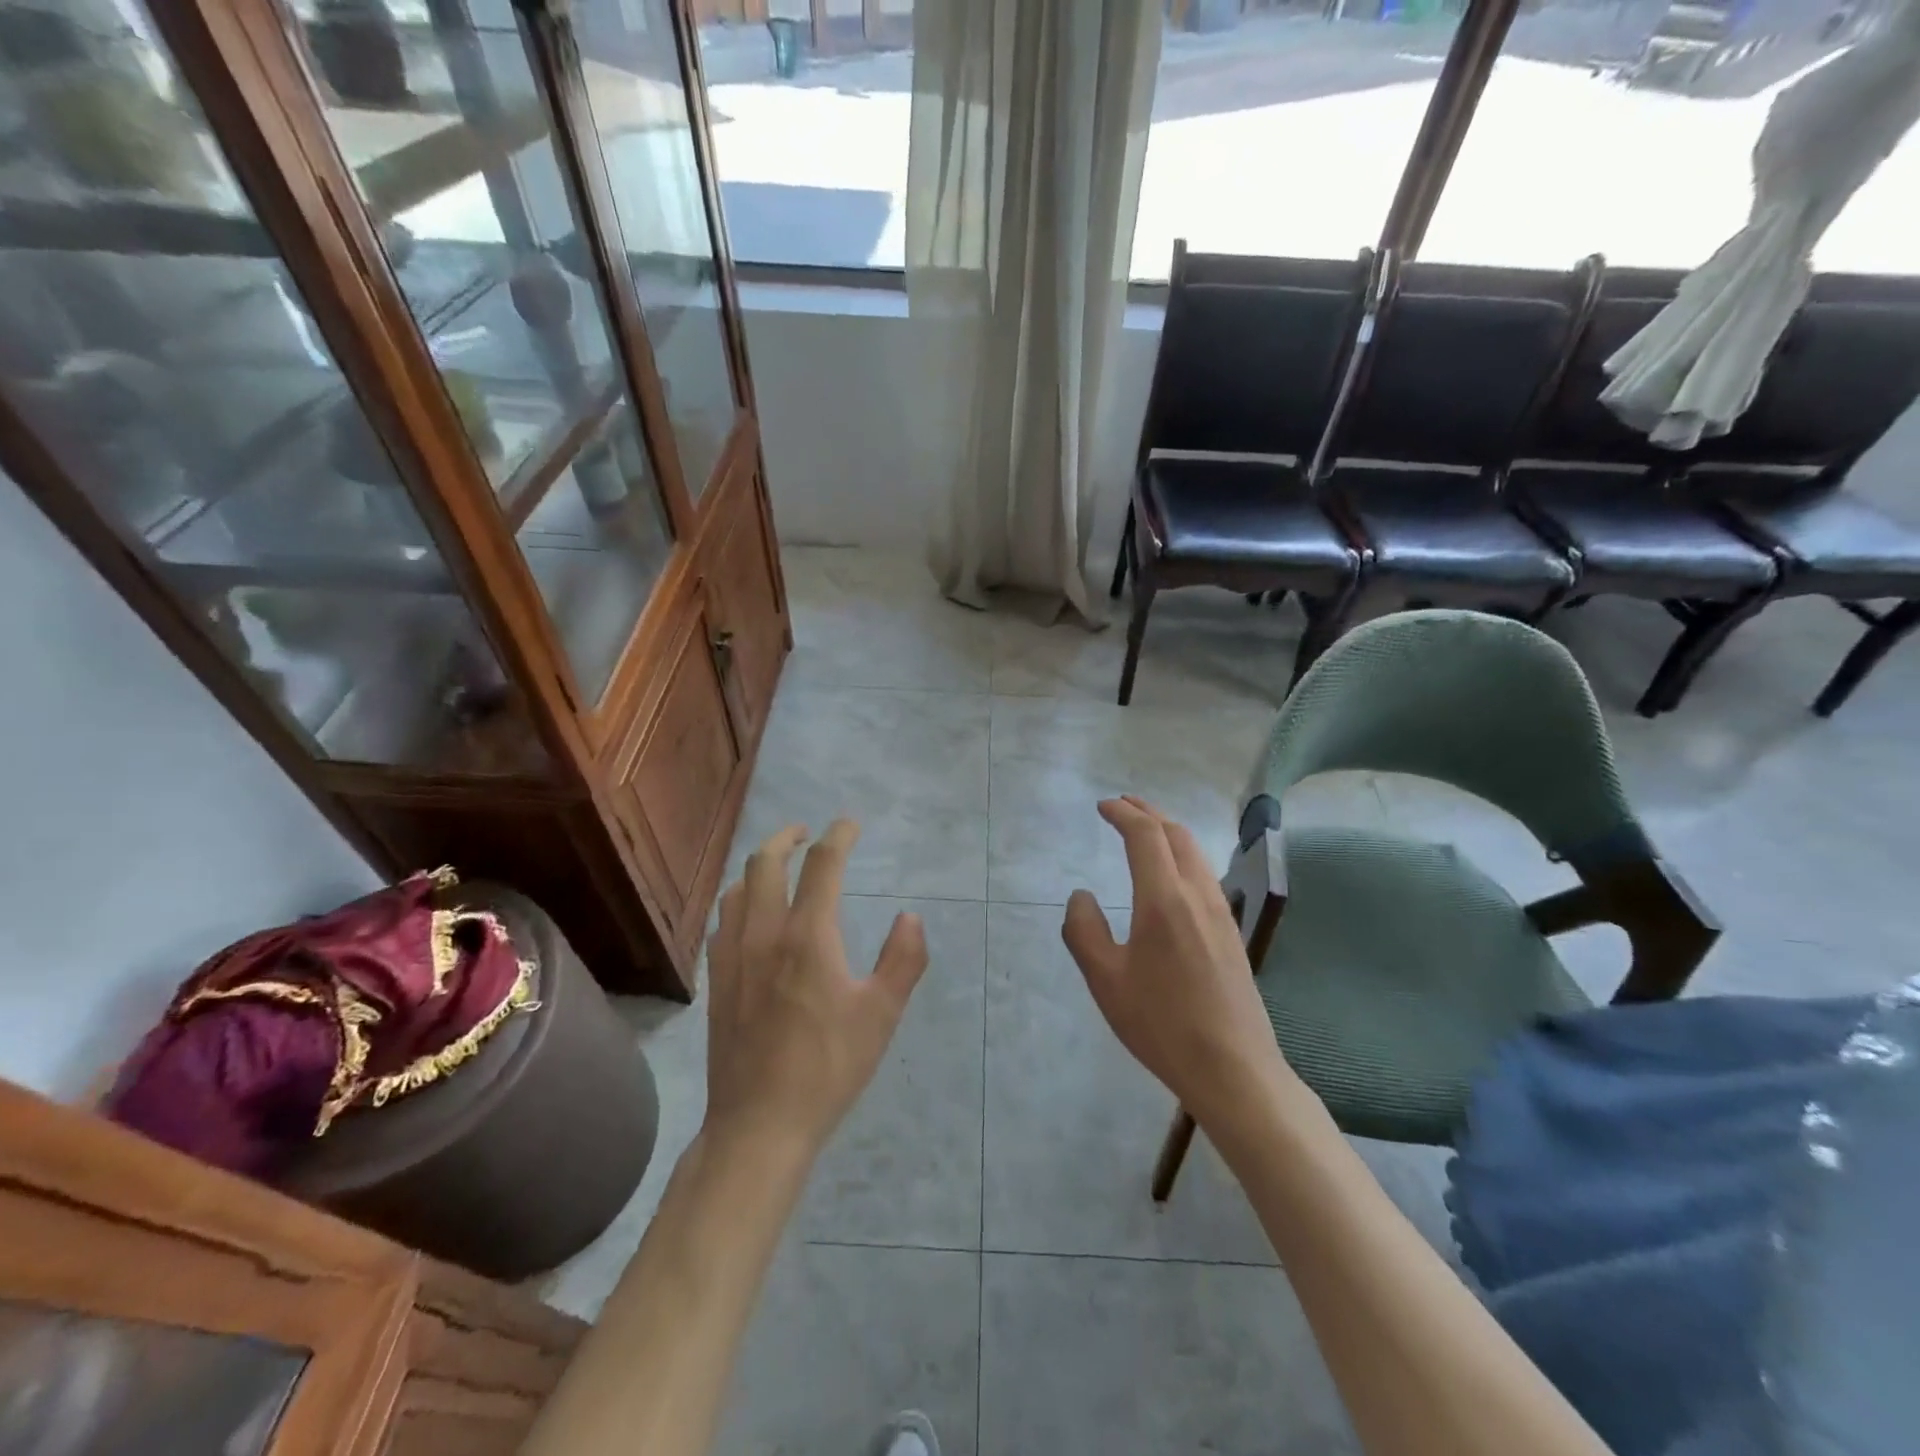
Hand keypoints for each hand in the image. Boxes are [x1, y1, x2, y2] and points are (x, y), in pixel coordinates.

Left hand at [705, 820, 929, 1155]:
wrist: (759, 1123)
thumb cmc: (829, 1068)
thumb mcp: (881, 1014)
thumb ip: (903, 959)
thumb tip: (910, 917)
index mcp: (808, 936)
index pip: (822, 865)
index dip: (838, 836)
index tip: (850, 824)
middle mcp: (764, 934)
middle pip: (765, 862)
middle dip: (787, 837)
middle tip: (807, 833)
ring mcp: (732, 956)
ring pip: (736, 888)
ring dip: (759, 866)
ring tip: (778, 867)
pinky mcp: (715, 980)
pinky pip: (723, 919)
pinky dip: (740, 898)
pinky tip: (749, 915)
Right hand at [1061, 797, 1293, 1122]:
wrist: (1233, 1069)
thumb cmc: (1161, 1024)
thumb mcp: (1105, 981)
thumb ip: (1084, 931)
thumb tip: (1081, 896)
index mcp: (1164, 899)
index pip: (1145, 835)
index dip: (1123, 813)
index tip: (1102, 806)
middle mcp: (1197, 894)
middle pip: (1176, 833)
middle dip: (1148, 812)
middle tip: (1123, 806)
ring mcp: (1220, 913)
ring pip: (1195, 852)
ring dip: (1168, 831)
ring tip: (1145, 830)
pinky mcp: (1231, 932)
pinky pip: (1204, 874)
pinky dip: (1182, 855)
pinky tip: (1171, 875)